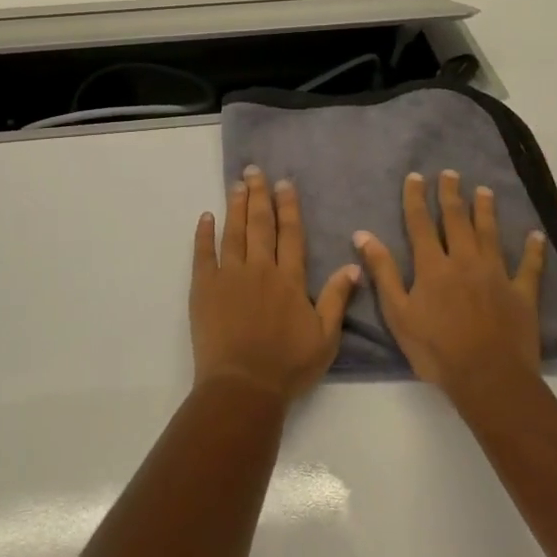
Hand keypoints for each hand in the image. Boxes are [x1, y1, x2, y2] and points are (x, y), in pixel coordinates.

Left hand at [190, 166, 360, 402]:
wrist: (243, 385)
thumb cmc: (288, 366)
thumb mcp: (325, 337)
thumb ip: (337, 299)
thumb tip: (352, 264)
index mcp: (289, 279)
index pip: (290, 234)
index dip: (288, 207)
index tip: (284, 183)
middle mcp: (260, 268)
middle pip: (260, 225)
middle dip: (259, 195)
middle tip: (255, 171)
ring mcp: (229, 275)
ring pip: (234, 232)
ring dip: (235, 207)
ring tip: (236, 185)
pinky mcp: (204, 287)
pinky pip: (203, 253)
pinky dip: (204, 233)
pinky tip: (206, 217)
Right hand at [353, 170, 546, 401]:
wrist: (488, 378)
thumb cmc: (435, 349)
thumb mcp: (397, 313)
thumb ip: (382, 271)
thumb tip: (362, 234)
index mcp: (432, 266)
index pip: (421, 224)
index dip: (417, 198)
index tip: (416, 176)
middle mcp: (465, 261)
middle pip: (457, 221)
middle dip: (452, 195)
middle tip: (451, 174)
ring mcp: (497, 275)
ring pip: (490, 235)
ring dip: (486, 211)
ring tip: (484, 191)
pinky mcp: (522, 294)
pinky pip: (529, 267)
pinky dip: (533, 250)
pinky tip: (536, 235)